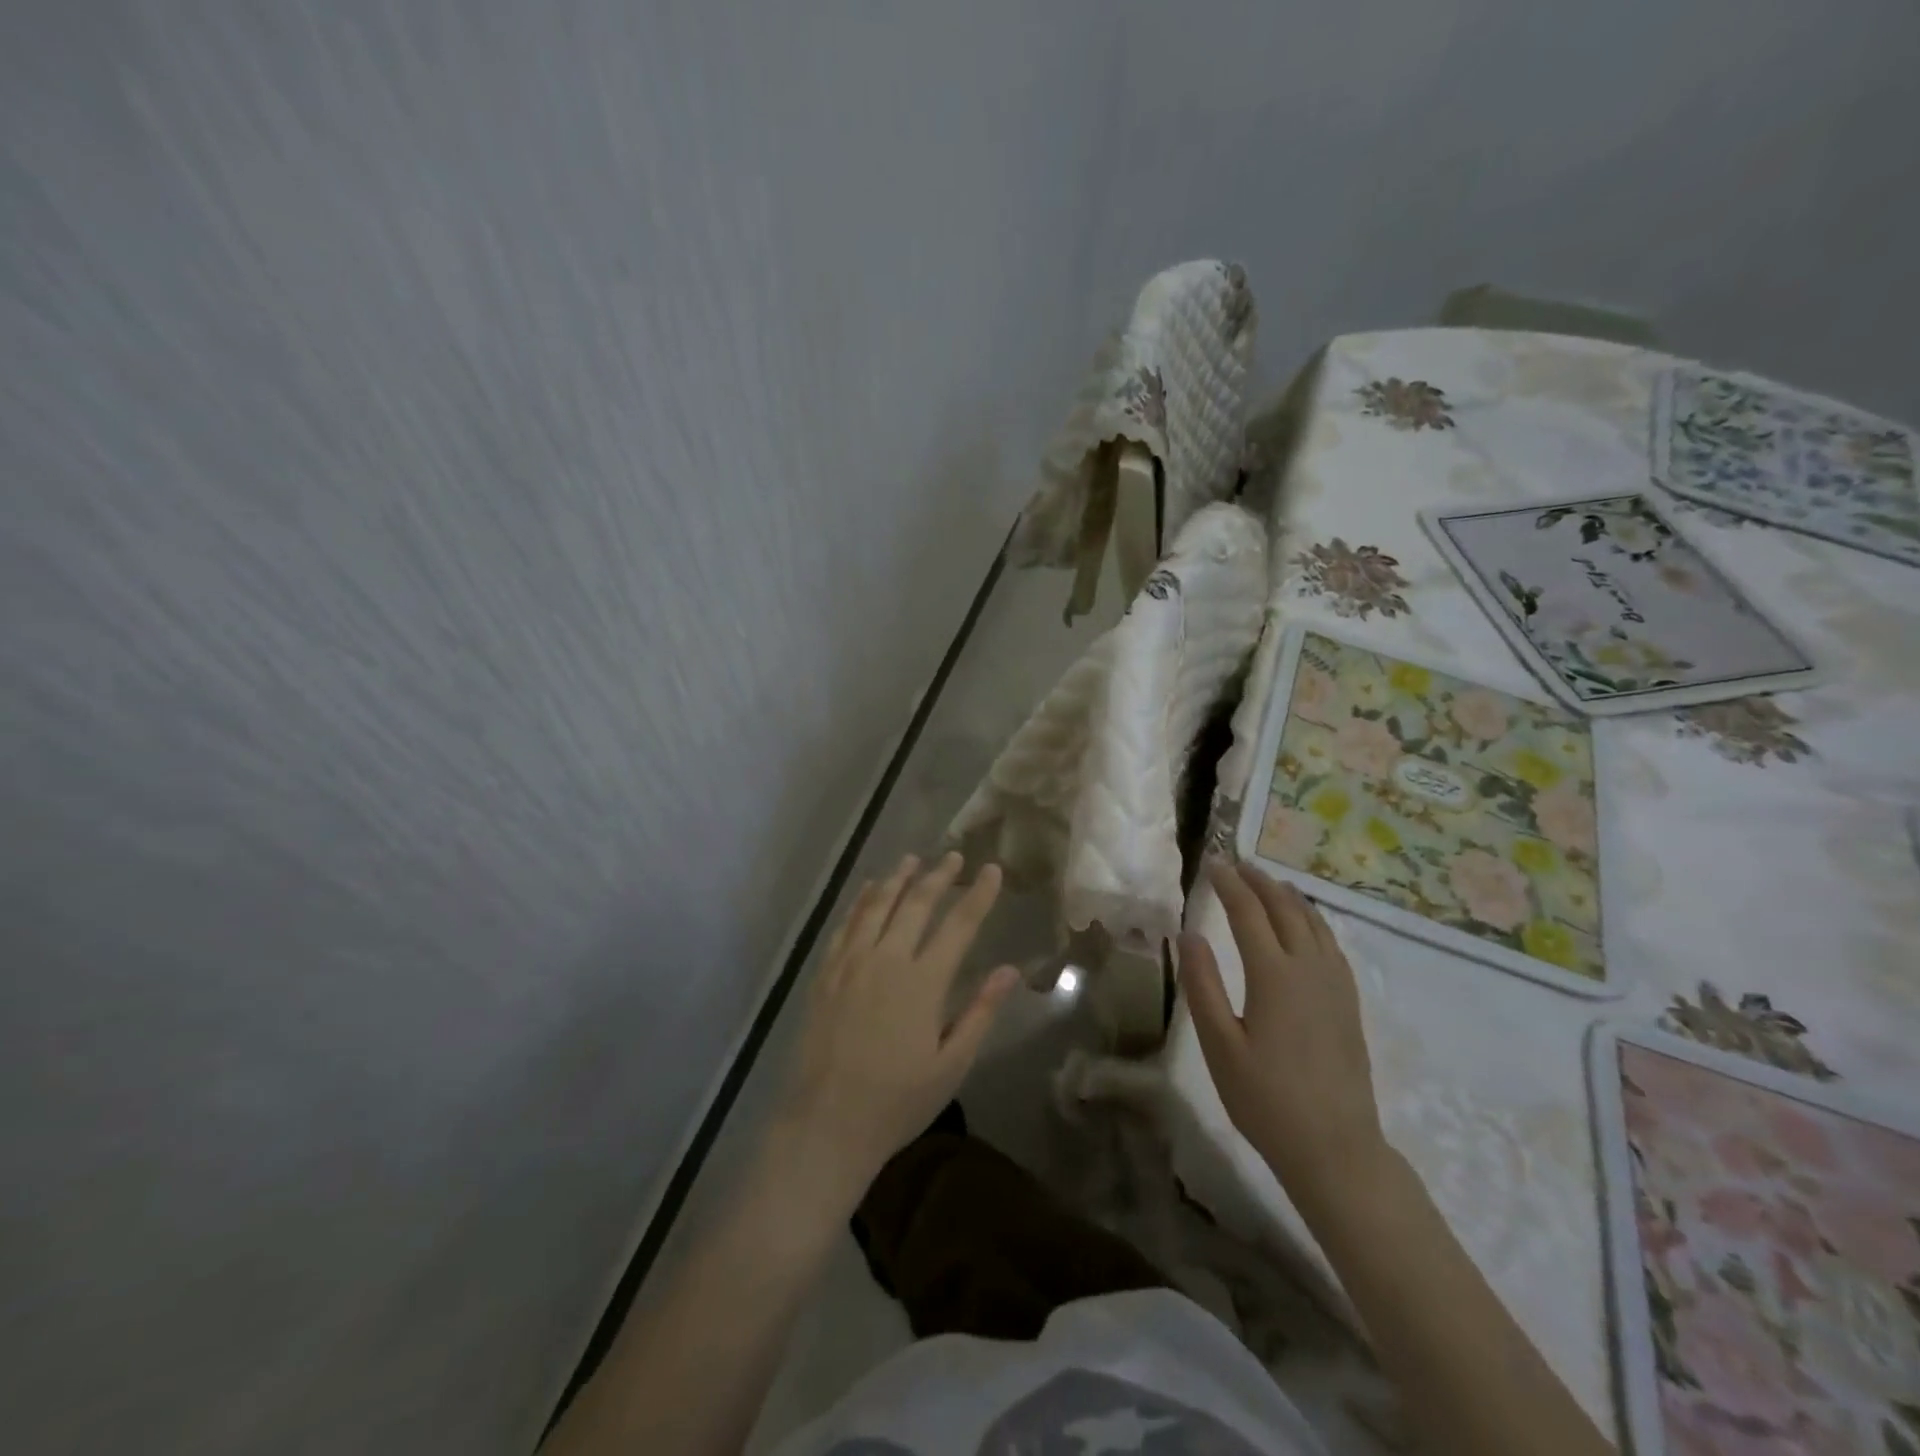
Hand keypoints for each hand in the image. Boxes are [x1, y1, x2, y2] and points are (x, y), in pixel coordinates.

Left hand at [781, 852, 1018, 1200]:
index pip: (958, 925)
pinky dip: (860, 901)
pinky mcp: (826, 973)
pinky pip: (846, 924)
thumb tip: (1010, 970)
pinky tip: (869, 889)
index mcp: (923, 982)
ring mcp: (851, 963)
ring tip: (913, 859)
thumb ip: (980, 1012)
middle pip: (916, 904)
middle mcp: (887, 960)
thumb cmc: (897, 1101)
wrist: (825, 1123)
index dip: (978, 895)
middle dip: (939, 876)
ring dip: (898, 878)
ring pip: (877, 905)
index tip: (991, 870)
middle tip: (953, 856)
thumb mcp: (951, 1064)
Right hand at [1179, 860, 1389, 1211]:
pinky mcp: (1349, 1002)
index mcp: (1273, 975)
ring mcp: (1335, 985)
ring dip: (1288, 896)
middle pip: (1284, 908)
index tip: (1212, 863)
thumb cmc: (1266, 1099)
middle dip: (1259, 881)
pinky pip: (1331, 943)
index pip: (1248, 912)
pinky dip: (1313, 920)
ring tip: (1269, 882)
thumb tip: (1189, 934)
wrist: (1335, 1148)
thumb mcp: (1220, 1045)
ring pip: (1314, 922)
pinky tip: (1306, 925)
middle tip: (1237, 864)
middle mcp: (1309, 968)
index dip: (1228, 884)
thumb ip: (1202, 985)